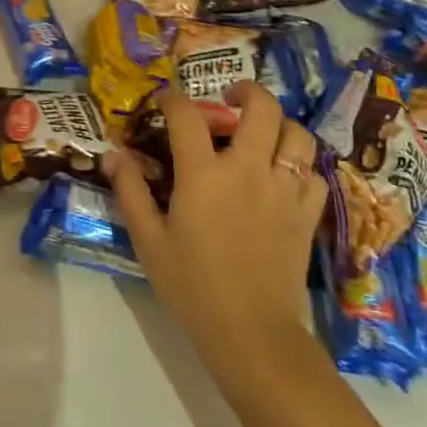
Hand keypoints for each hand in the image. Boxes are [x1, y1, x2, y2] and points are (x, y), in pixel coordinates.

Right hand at [107, 83, 327, 388]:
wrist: (252, 335)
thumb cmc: (193, 287)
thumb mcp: (149, 241)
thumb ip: (131, 192)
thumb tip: (112, 155)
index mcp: (204, 173)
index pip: (187, 115)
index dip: (173, 99)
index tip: (165, 100)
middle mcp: (247, 169)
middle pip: (260, 107)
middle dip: (246, 91)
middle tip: (230, 98)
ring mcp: (283, 190)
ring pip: (297, 135)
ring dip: (280, 125)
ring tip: (263, 132)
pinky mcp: (306, 215)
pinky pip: (314, 175)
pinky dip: (301, 167)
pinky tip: (284, 177)